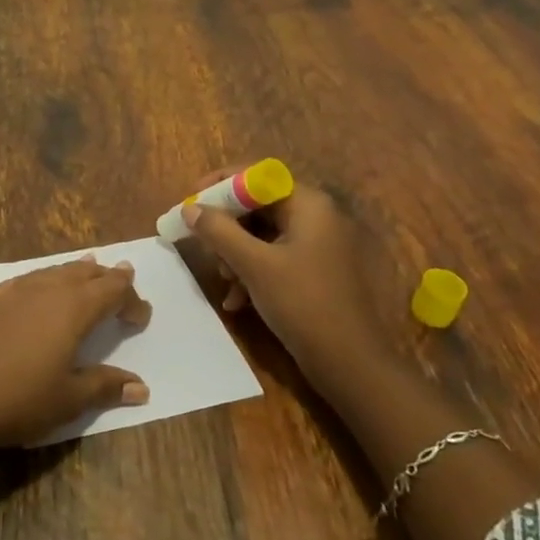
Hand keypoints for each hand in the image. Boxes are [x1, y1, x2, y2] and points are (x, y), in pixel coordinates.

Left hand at [0, 258, 151, 450]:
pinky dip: (43, 278)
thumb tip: (141, 388)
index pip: (112, 291)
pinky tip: (36, 286)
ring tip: (87, 265)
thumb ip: (105, 387)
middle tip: (122, 276)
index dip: (131, 299)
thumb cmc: (19, 399)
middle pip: (83, 273)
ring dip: (75, 271)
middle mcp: (45, 290)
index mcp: (73, 309)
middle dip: (106, 276)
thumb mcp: (69, 399)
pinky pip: (25, 279)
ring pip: (53, 271)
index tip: (142, 317)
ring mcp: (12, 292)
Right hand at [182, 171, 384, 382]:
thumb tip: (190, 209)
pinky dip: (251, 272)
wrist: (349, 363)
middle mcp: (316, 217)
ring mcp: (317, 246)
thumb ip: (218, 231)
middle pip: (257, 206)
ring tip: (224, 280)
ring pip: (261, 235)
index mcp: (308, 204)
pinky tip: (236, 301)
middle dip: (226, 228)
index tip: (190, 203)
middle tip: (203, 247)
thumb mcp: (253, 264)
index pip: (256, 176)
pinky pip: (273, 258)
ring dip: (235, 254)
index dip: (219, 185)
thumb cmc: (302, 303)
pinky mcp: (314, 272)